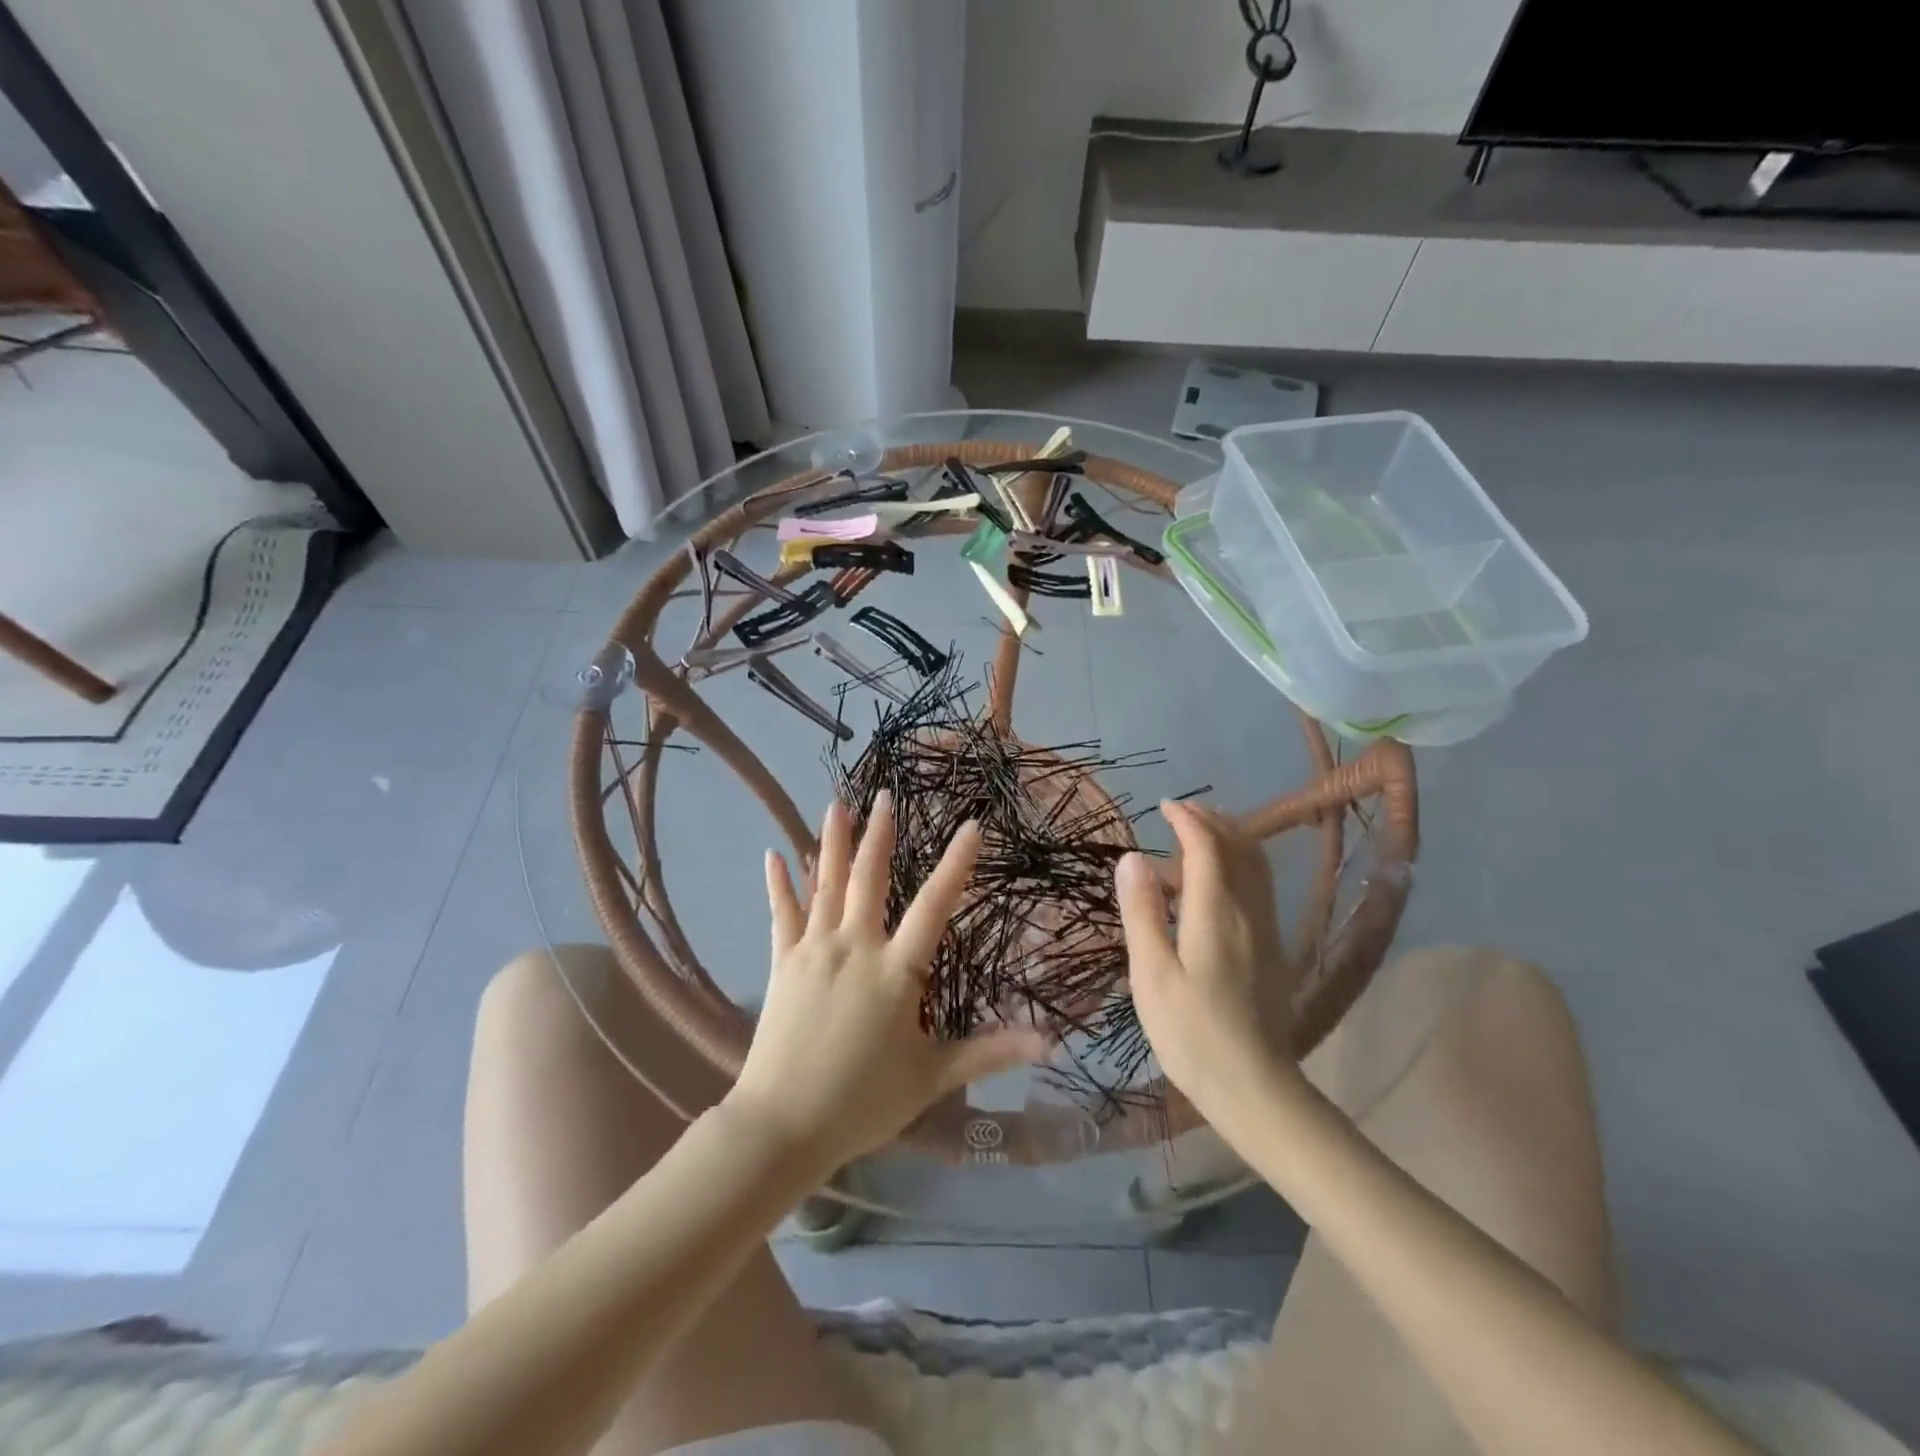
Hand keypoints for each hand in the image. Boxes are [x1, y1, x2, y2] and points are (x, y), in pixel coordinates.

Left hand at [725, 792, 1049, 1173]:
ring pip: (824, 884)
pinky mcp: (783, 963)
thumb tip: (1050, 1043)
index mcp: (896, 971)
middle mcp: (855, 947)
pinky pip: (782, 915)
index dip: (956, 865)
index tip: (971, 826)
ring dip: (831, 842)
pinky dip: (779, 884)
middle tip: (883, 794)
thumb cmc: (863, 1102)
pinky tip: (774, 854)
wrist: (782, 1126)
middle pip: (869, 878)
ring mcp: (814, 951)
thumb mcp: (932, 1077)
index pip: (934, 906)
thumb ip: (989, 1052)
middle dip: (878, 834)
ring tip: (836, 804)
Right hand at [1115, 801, 1298, 1128]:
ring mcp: (1266, 930)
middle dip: (1212, 821)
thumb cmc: (1191, 1031)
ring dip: (1230, 839)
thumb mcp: (1151, 973)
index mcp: (1216, 912)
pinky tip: (1216, 882)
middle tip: (1180, 813)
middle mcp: (1248, 911)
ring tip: (1198, 836)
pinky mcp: (1272, 948)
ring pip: (1256, 866)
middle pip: (1241, 847)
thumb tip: (1133, 858)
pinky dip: (1238, 865)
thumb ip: (1142, 912)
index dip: (1187, 820)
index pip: (1208, 846)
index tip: (1164, 806)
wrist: (1254, 1086)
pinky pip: (1258, 887)